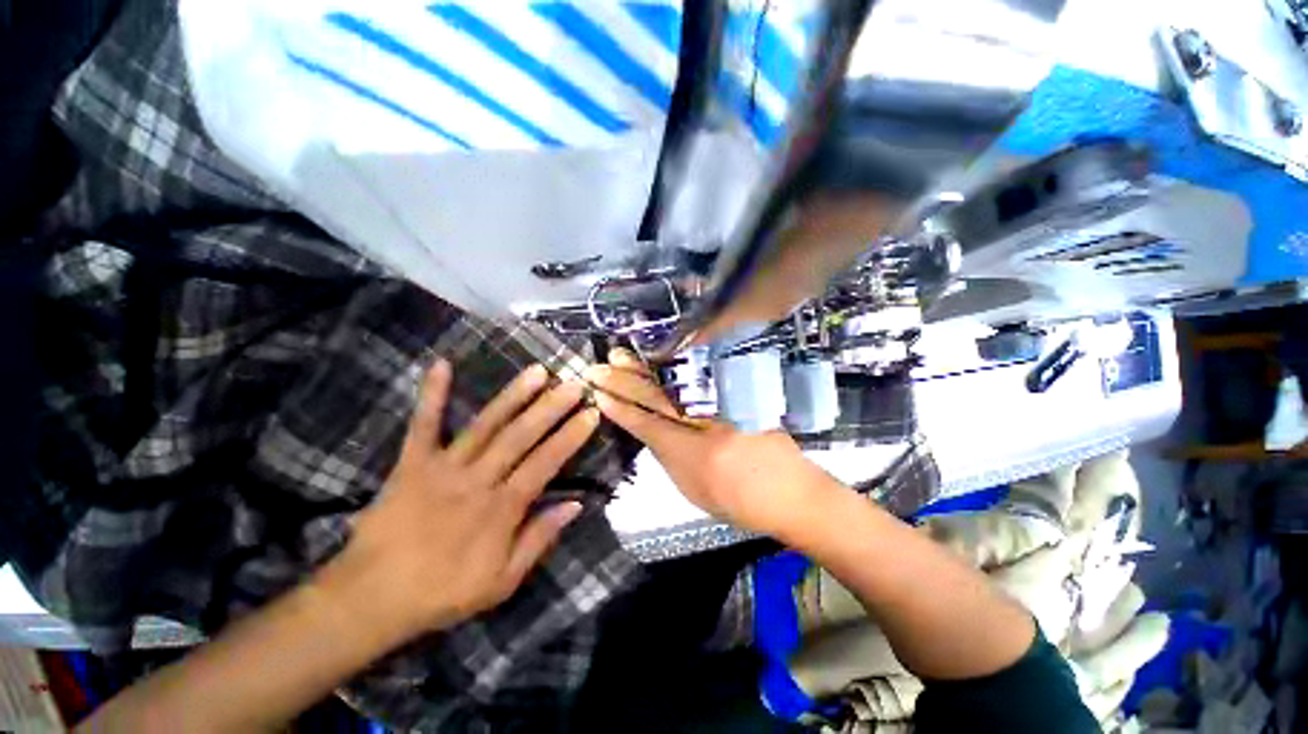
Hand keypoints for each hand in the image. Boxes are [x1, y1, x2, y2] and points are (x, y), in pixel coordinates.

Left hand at [330, 361, 597, 639]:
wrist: (371, 599)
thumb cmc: (443, 592)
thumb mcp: (502, 581)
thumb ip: (539, 539)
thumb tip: (576, 504)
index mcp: (502, 508)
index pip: (546, 462)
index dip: (571, 436)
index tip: (591, 413)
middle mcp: (478, 479)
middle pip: (521, 436)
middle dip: (551, 407)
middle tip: (574, 384)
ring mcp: (443, 467)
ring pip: (486, 424)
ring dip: (514, 395)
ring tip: (538, 371)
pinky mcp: (412, 463)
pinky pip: (423, 425)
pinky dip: (431, 395)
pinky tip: (442, 364)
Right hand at [584, 349, 840, 541]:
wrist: (790, 491)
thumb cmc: (739, 500)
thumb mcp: (693, 487)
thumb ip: (668, 455)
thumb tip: (648, 429)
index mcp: (690, 451)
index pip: (645, 421)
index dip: (619, 405)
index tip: (598, 391)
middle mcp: (704, 421)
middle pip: (657, 394)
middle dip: (625, 379)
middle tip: (602, 364)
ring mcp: (723, 403)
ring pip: (676, 380)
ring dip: (646, 367)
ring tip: (623, 355)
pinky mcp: (738, 394)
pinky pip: (698, 376)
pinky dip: (674, 366)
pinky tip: (659, 357)